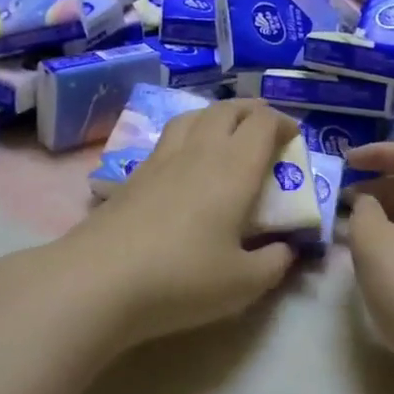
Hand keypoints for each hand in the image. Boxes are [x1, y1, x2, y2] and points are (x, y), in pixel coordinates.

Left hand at [57, 99, 301, 346]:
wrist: (100, 279)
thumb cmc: (182, 278)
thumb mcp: (243, 283)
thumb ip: (274, 263)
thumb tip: (286, 250)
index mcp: (233, 168)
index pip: (263, 124)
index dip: (283, 123)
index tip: (293, 139)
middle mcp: (199, 151)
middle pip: (227, 109)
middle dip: (251, 111)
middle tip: (264, 129)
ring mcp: (161, 159)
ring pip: (193, 116)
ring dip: (217, 116)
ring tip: (225, 133)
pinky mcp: (134, 174)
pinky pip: (168, 137)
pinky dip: (188, 134)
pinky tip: (185, 162)